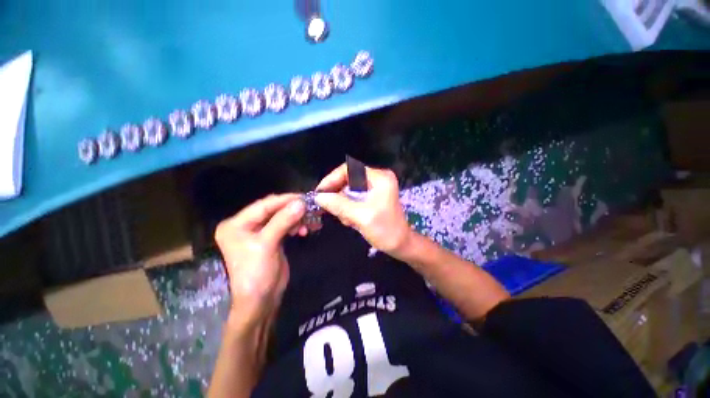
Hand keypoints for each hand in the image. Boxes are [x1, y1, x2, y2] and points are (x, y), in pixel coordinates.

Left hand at [214, 194, 304, 325]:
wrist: (261, 301)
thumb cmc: (256, 273)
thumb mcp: (267, 245)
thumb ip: (283, 221)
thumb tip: (301, 203)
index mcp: (236, 224)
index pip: (263, 205)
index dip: (284, 200)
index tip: (304, 197)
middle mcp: (246, 225)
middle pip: (273, 210)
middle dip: (293, 209)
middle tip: (310, 208)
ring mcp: (259, 232)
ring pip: (281, 217)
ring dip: (296, 218)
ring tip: (310, 222)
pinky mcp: (271, 238)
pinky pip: (285, 226)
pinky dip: (295, 226)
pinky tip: (304, 230)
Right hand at [315, 164, 412, 258]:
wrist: (401, 245)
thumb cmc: (385, 230)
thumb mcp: (361, 217)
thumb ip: (339, 205)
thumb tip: (319, 197)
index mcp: (379, 178)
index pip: (349, 170)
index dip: (332, 179)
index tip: (320, 192)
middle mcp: (378, 179)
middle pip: (348, 180)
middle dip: (339, 195)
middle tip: (331, 209)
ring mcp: (375, 188)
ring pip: (349, 190)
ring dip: (343, 205)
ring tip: (346, 220)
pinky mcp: (373, 197)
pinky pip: (353, 198)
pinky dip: (348, 208)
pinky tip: (351, 220)